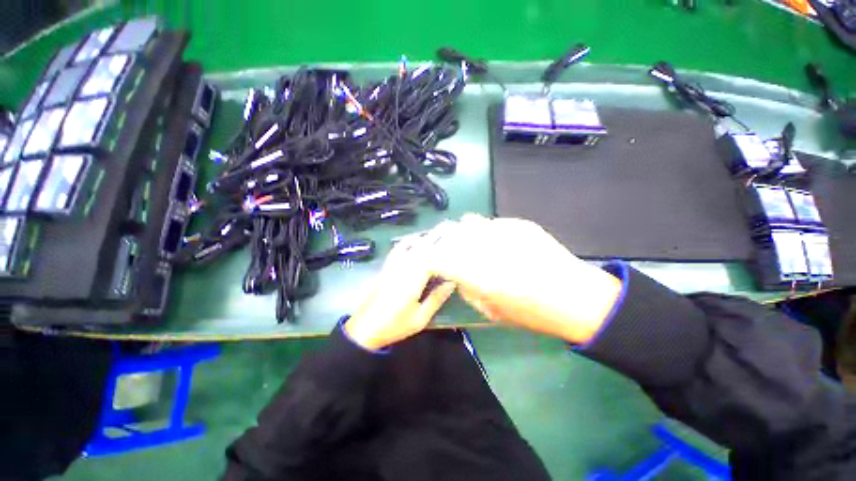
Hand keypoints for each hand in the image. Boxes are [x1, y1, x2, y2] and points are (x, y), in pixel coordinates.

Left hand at [344, 238, 456, 350]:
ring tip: (435, 233)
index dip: (444, 247)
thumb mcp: (420, 318)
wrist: (365, 328)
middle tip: (448, 229)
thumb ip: (436, 298)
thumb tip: (451, 282)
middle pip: (421, 247)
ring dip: (423, 238)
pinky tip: (413, 241)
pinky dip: (407, 243)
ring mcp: (392, 266)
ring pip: (409, 245)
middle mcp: (403, 267)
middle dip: (435, 237)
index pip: (432, 257)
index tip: (455, 241)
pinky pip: (397, 250)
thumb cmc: (395, 325)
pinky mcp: (385, 268)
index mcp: (413, 279)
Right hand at [430, 214, 621, 343]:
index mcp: (477, 272)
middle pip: (449, 233)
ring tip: (468, 242)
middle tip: (444, 250)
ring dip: (462, 232)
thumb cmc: (532, 313)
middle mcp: (486, 246)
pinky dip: (485, 231)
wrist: (577, 297)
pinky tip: (496, 241)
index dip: (429, 259)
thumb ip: (467, 289)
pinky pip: (491, 222)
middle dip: (441, 241)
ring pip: (468, 222)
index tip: (429, 263)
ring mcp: (503, 230)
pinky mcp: (519, 224)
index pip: (438, 257)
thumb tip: (457, 275)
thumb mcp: (490, 311)